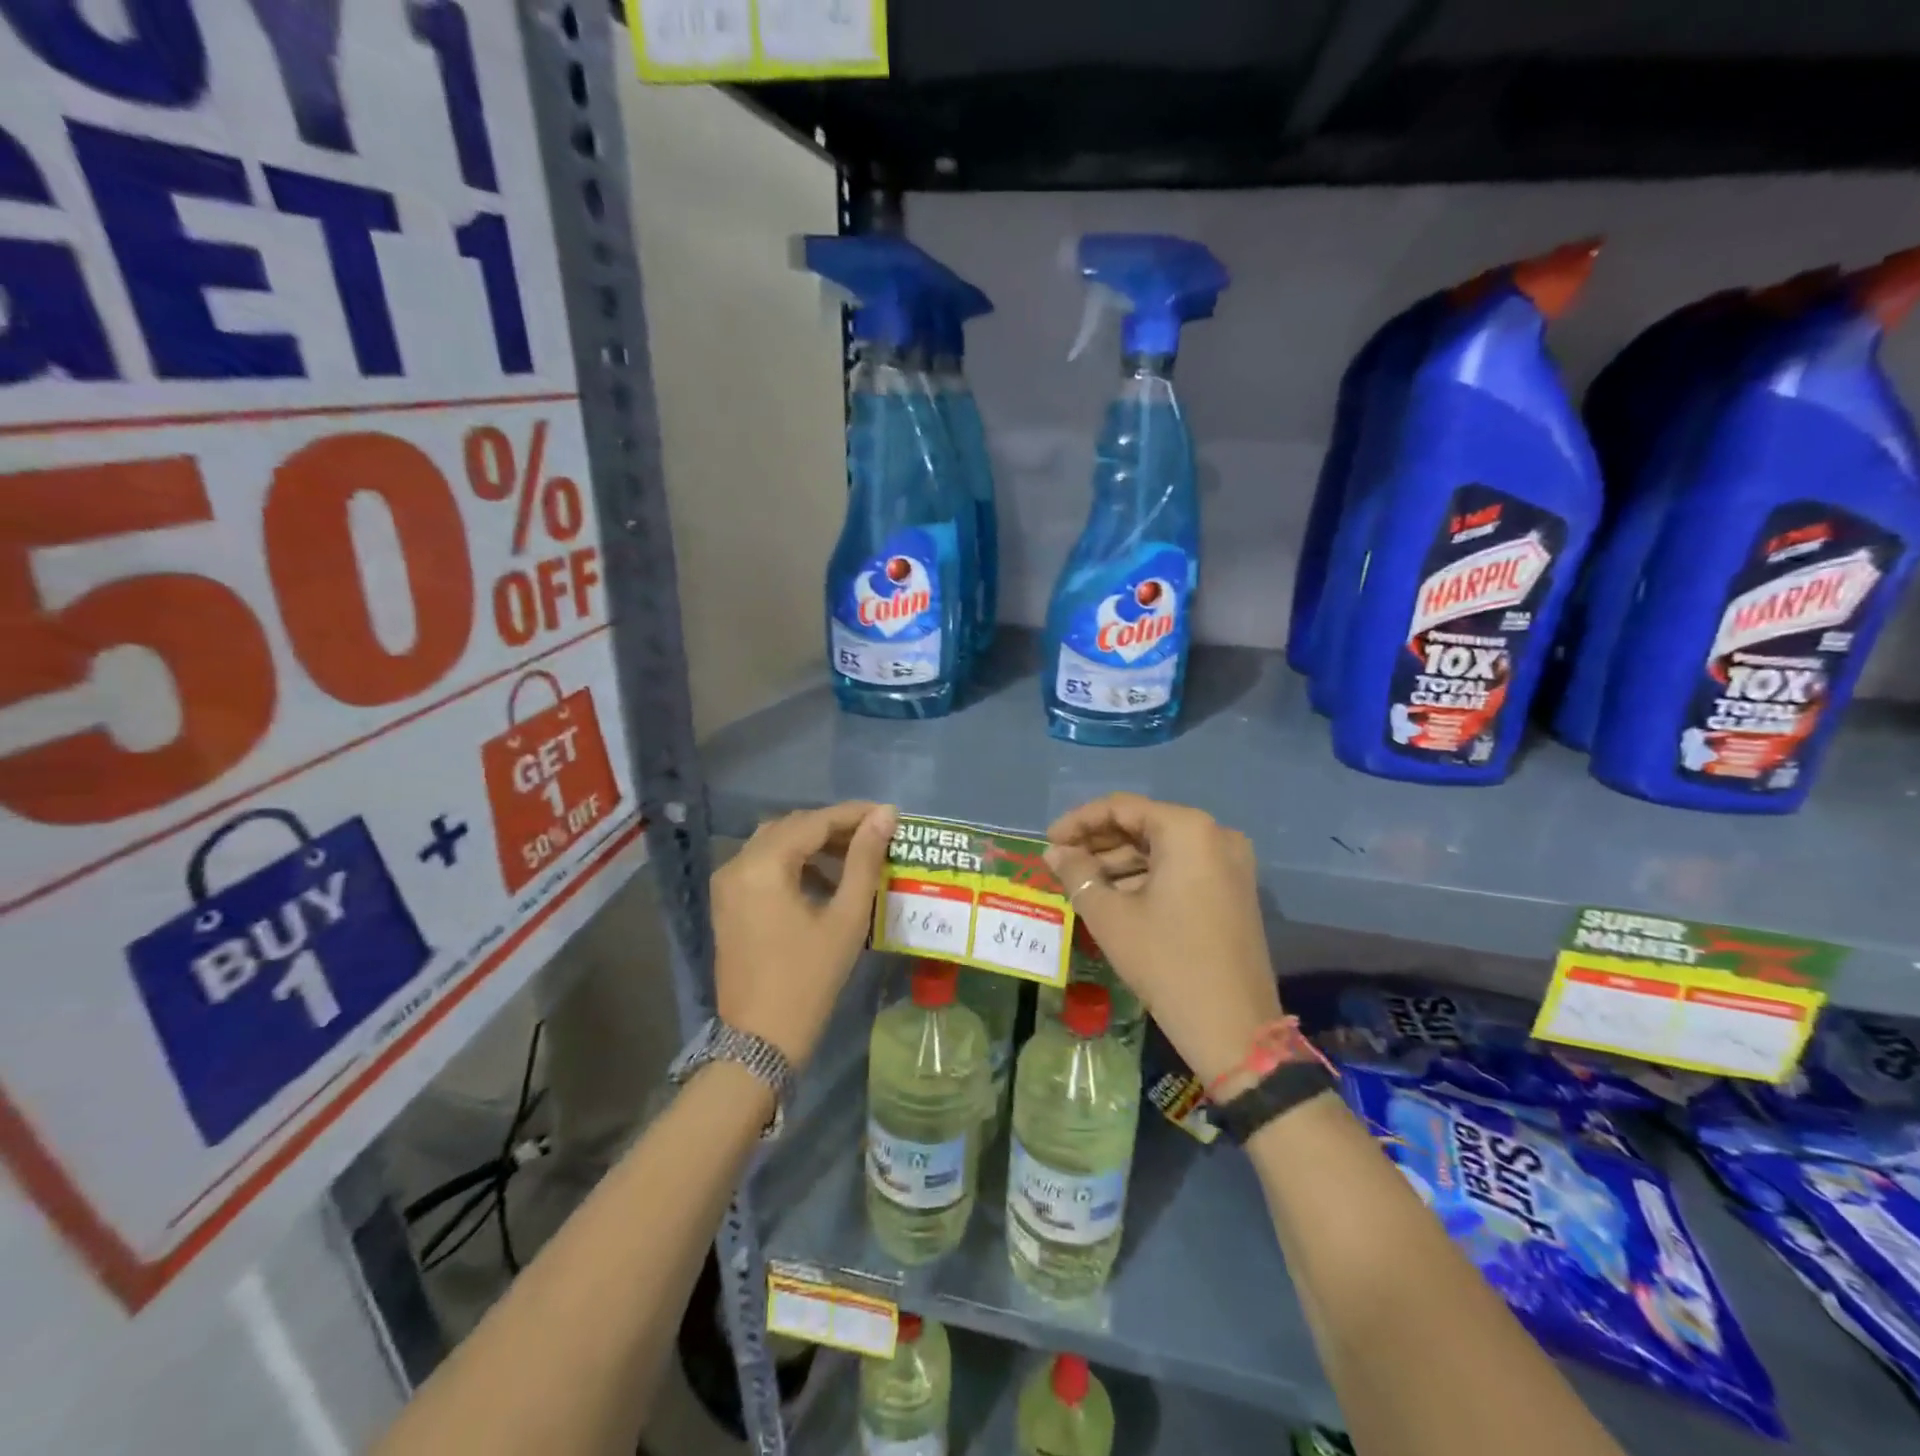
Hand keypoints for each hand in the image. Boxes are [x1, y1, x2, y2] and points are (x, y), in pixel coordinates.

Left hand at [711, 801, 895, 1066]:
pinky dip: (794, 863)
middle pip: (791, 827)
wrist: (760, 1040)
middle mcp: (737, 864)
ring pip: (775, 843)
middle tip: (875, 835)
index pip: (813, 821)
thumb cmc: (808, 978)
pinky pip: (763, 865)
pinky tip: (825, 881)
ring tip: (855, 856)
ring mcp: (727, 884)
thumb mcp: (845, 917)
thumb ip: (864, 860)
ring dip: (813, 844)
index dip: (853, 814)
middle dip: (833, 827)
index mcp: (762, 865)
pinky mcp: (727, 902)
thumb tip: (885, 815)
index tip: (888, 814)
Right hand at [1044, 793, 1280, 1085]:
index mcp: (1188, 830)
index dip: (1079, 821)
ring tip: (1080, 882)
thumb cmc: (1166, 962)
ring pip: (1162, 848)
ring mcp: (1229, 863)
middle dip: (1098, 842)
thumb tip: (1054, 853)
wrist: (1233, 1027)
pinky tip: (1113, 896)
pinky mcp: (1233, 890)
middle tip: (1061, 862)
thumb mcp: (1110, 916)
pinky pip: (1180, 869)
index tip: (1048, 842)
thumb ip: (1077, 874)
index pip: (1121, 808)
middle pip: (1144, 824)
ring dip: (1119, 862)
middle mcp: (1215, 835)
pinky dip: (1145, 877)